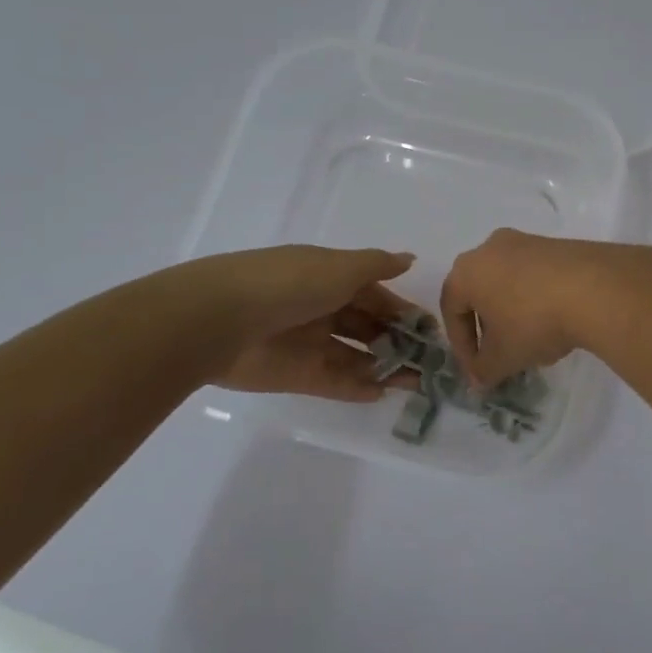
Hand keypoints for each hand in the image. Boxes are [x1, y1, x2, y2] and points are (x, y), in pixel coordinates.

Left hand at [205, 246, 419, 402]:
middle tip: (429, 361)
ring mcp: (308, 343)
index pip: (374, 294)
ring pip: (355, 356)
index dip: (401, 309)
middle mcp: (320, 308)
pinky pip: (334, 382)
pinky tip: (384, 393)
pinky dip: (357, 387)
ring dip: (385, 367)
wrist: (222, 320)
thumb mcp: (340, 267)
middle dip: (398, 341)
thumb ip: (377, 266)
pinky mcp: (295, 375)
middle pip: (366, 326)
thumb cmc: (290, 284)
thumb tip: (409, 259)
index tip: (429, 329)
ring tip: (417, 382)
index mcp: (329, 278)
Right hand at [440, 230, 633, 385]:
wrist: (595, 289)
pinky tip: (556, 323)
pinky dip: (537, 299)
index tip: (477, 370)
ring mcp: (526, 242)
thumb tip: (478, 379)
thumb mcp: (504, 357)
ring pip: (509, 283)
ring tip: (532, 342)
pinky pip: (536, 276)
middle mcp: (490, 248)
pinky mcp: (557, 244)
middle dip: (488, 328)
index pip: (451, 310)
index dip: (462, 346)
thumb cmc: (533, 322)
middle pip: (480, 293)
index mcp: (466, 271)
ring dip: (513, 314)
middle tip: (500, 355)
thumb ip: (484, 371)